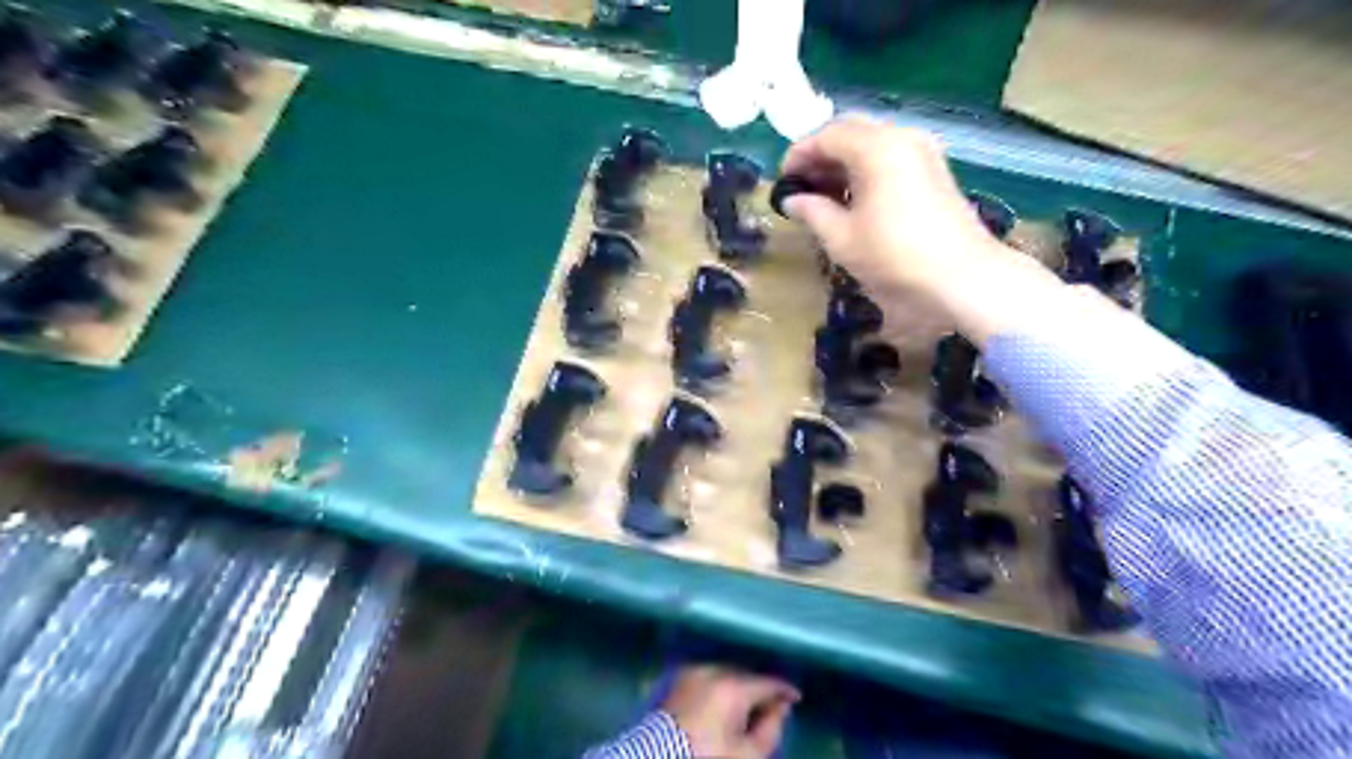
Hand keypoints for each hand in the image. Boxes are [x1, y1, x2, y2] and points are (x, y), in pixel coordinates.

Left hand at [661, 669, 792, 755]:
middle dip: (760, 690)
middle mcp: (714, 670)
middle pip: (746, 676)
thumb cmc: (707, 758)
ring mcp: (694, 672)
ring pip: (727, 674)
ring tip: (747, 708)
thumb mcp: (746, 754)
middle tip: (771, 708)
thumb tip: (780, 709)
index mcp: (733, 686)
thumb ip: (770, 729)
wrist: (659, 758)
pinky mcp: (679, 679)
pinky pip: (708, 677)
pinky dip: (720, 687)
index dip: (784, 691)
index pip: (767, 682)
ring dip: (739, 687)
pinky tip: (723, 704)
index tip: (795, 699)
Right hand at [783, 115, 1065, 347]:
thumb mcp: (842, 238)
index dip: (798, 154)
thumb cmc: (894, 256)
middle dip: (821, 153)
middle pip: (850, 130)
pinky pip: (891, 154)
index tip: (782, 179)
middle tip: (801, 183)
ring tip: (824, 193)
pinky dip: (866, 167)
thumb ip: (812, 212)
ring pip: (872, 141)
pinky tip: (855, 197)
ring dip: (843, 160)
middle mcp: (901, 136)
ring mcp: (923, 150)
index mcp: (876, 147)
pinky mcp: (934, 169)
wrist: (961, 276)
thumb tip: (792, 200)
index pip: (826, 135)